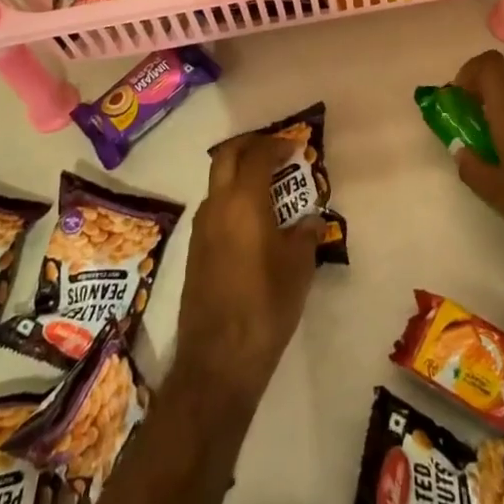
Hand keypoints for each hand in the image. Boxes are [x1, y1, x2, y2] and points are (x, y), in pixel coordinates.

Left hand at [173, 133, 325, 407]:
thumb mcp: (298, 267)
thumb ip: (305, 234)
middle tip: (274, 151)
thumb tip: (309, 219)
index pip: (257, 155)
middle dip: (250, 146)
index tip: (296, 147)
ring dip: (238, 172)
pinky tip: (252, 221)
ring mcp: (201, 227)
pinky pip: (214, 207)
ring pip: (217, 181)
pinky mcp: (194, 250)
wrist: (219, 358)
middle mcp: (217, 205)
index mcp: (243, 201)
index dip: (277, 145)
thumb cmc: (266, 305)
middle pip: (227, 156)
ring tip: (267, 186)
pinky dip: (231, 198)